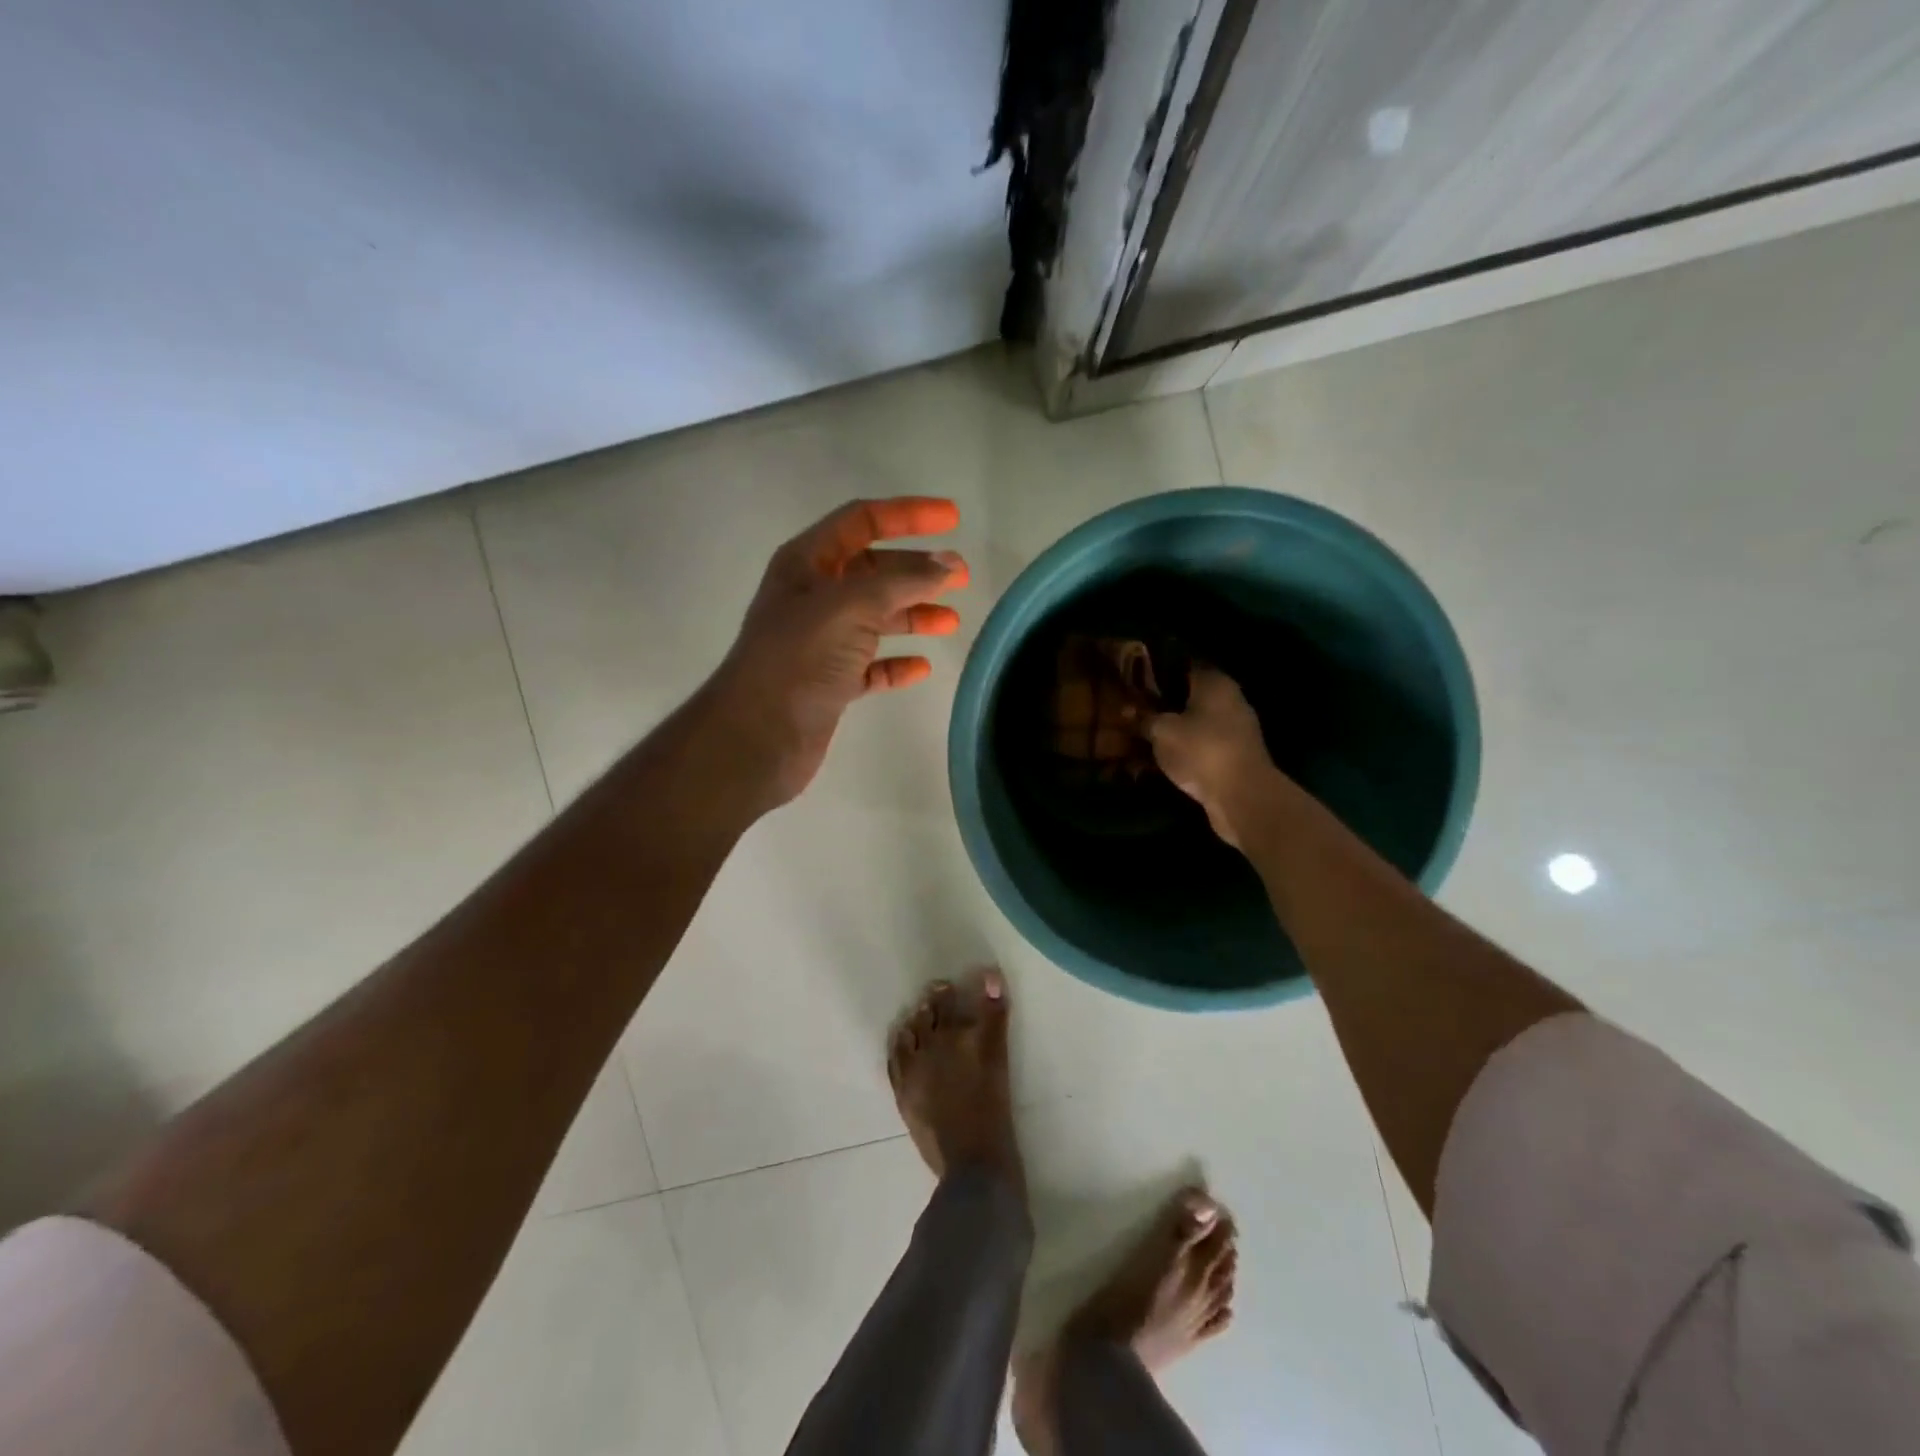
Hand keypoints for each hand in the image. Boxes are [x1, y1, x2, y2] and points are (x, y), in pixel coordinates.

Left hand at [708, 497, 967, 806]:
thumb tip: (949, 565)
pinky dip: (896, 664)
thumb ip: (903, 582)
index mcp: (807, 563)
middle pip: (874, 570)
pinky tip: (921, 668)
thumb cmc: (798, 658)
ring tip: (951, 622)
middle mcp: (813, 597)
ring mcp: (821, 641)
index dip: (908, 514)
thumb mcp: (851, 607)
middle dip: (918, 570)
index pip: (862, 520)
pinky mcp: (830, 682)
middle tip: (962, 577)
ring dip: (913, 615)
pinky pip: (871, 665)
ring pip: (876, 618)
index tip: (953, 518)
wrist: (758, 736)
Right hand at [1147, 667, 1280, 847]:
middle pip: (1190, 696)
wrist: (1241, 797)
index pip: (1184, 665)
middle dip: (1163, 704)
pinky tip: (1162, 758)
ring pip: (1196, 723)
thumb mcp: (1162, 731)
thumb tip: (1130, 712)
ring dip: (1173, 730)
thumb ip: (1145, 718)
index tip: (1135, 680)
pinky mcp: (1235, 757)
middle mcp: (1230, 700)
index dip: (1158, 672)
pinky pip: (1203, 746)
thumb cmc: (1201, 750)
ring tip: (1143, 736)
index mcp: (1215, 682)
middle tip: (1134, 710)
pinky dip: (1184, 750)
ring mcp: (1236, 730)